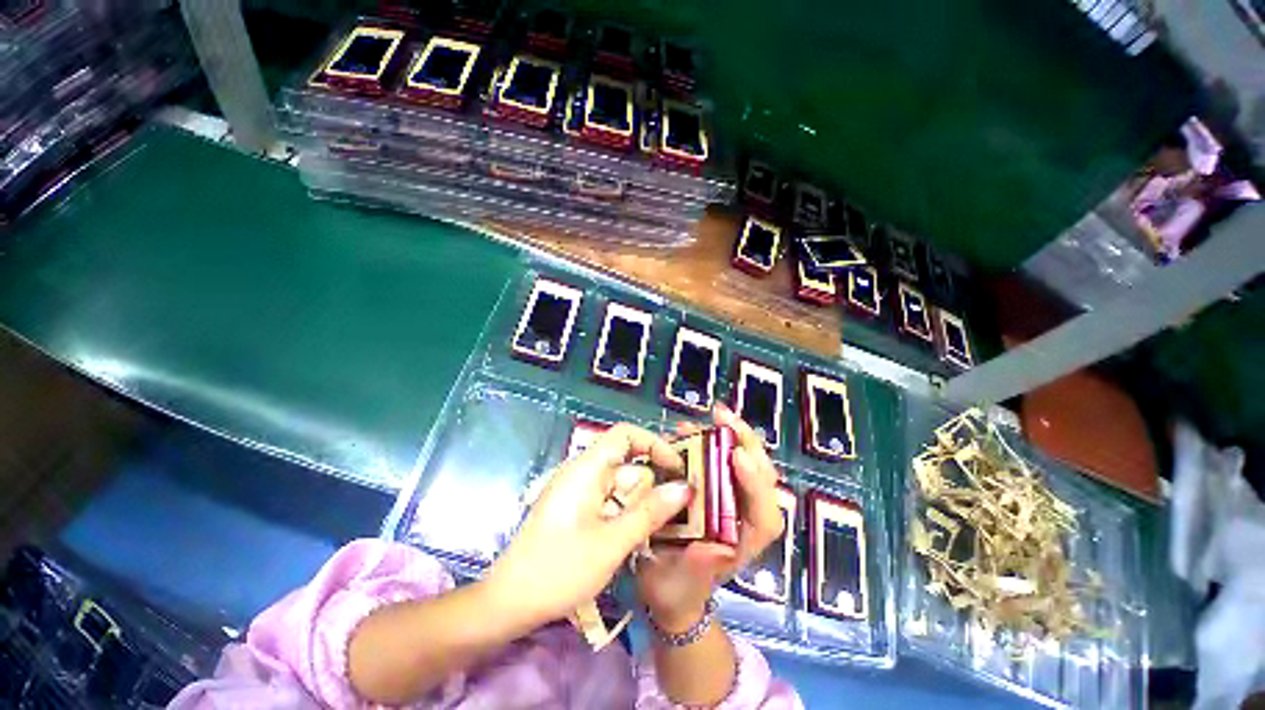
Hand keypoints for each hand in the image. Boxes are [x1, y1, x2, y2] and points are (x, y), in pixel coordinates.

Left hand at [484, 424, 691, 628]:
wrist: (509, 603)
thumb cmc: (559, 569)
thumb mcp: (613, 542)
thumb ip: (651, 512)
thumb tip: (686, 488)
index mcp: (587, 468)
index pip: (625, 434)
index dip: (654, 444)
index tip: (677, 469)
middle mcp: (583, 472)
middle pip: (627, 464)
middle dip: (649, 487)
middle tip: (672, 515)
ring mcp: (578, 491)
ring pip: (620, 486)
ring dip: (639, 506)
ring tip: (654, 533)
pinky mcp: (576, 509)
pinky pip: (609, 501)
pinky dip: (625, 515)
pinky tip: (633, 539)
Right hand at [636, 404, 783, 630]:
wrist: (667, 585)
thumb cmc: (676, 589)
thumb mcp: (681, 584)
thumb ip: (699, 568)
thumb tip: (717, 547)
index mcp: (744, 542)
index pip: (764, 513)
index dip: (755, 483)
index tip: (736, 456)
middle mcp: (743, 515)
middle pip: (759, 476)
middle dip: (746, 443)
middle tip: (722, 416)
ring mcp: (729, 497)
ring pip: (742, 461)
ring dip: (728, 435)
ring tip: (709, 416)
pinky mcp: (711, 486)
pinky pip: (716, 458)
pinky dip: (706, 440)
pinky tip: (689, 429)